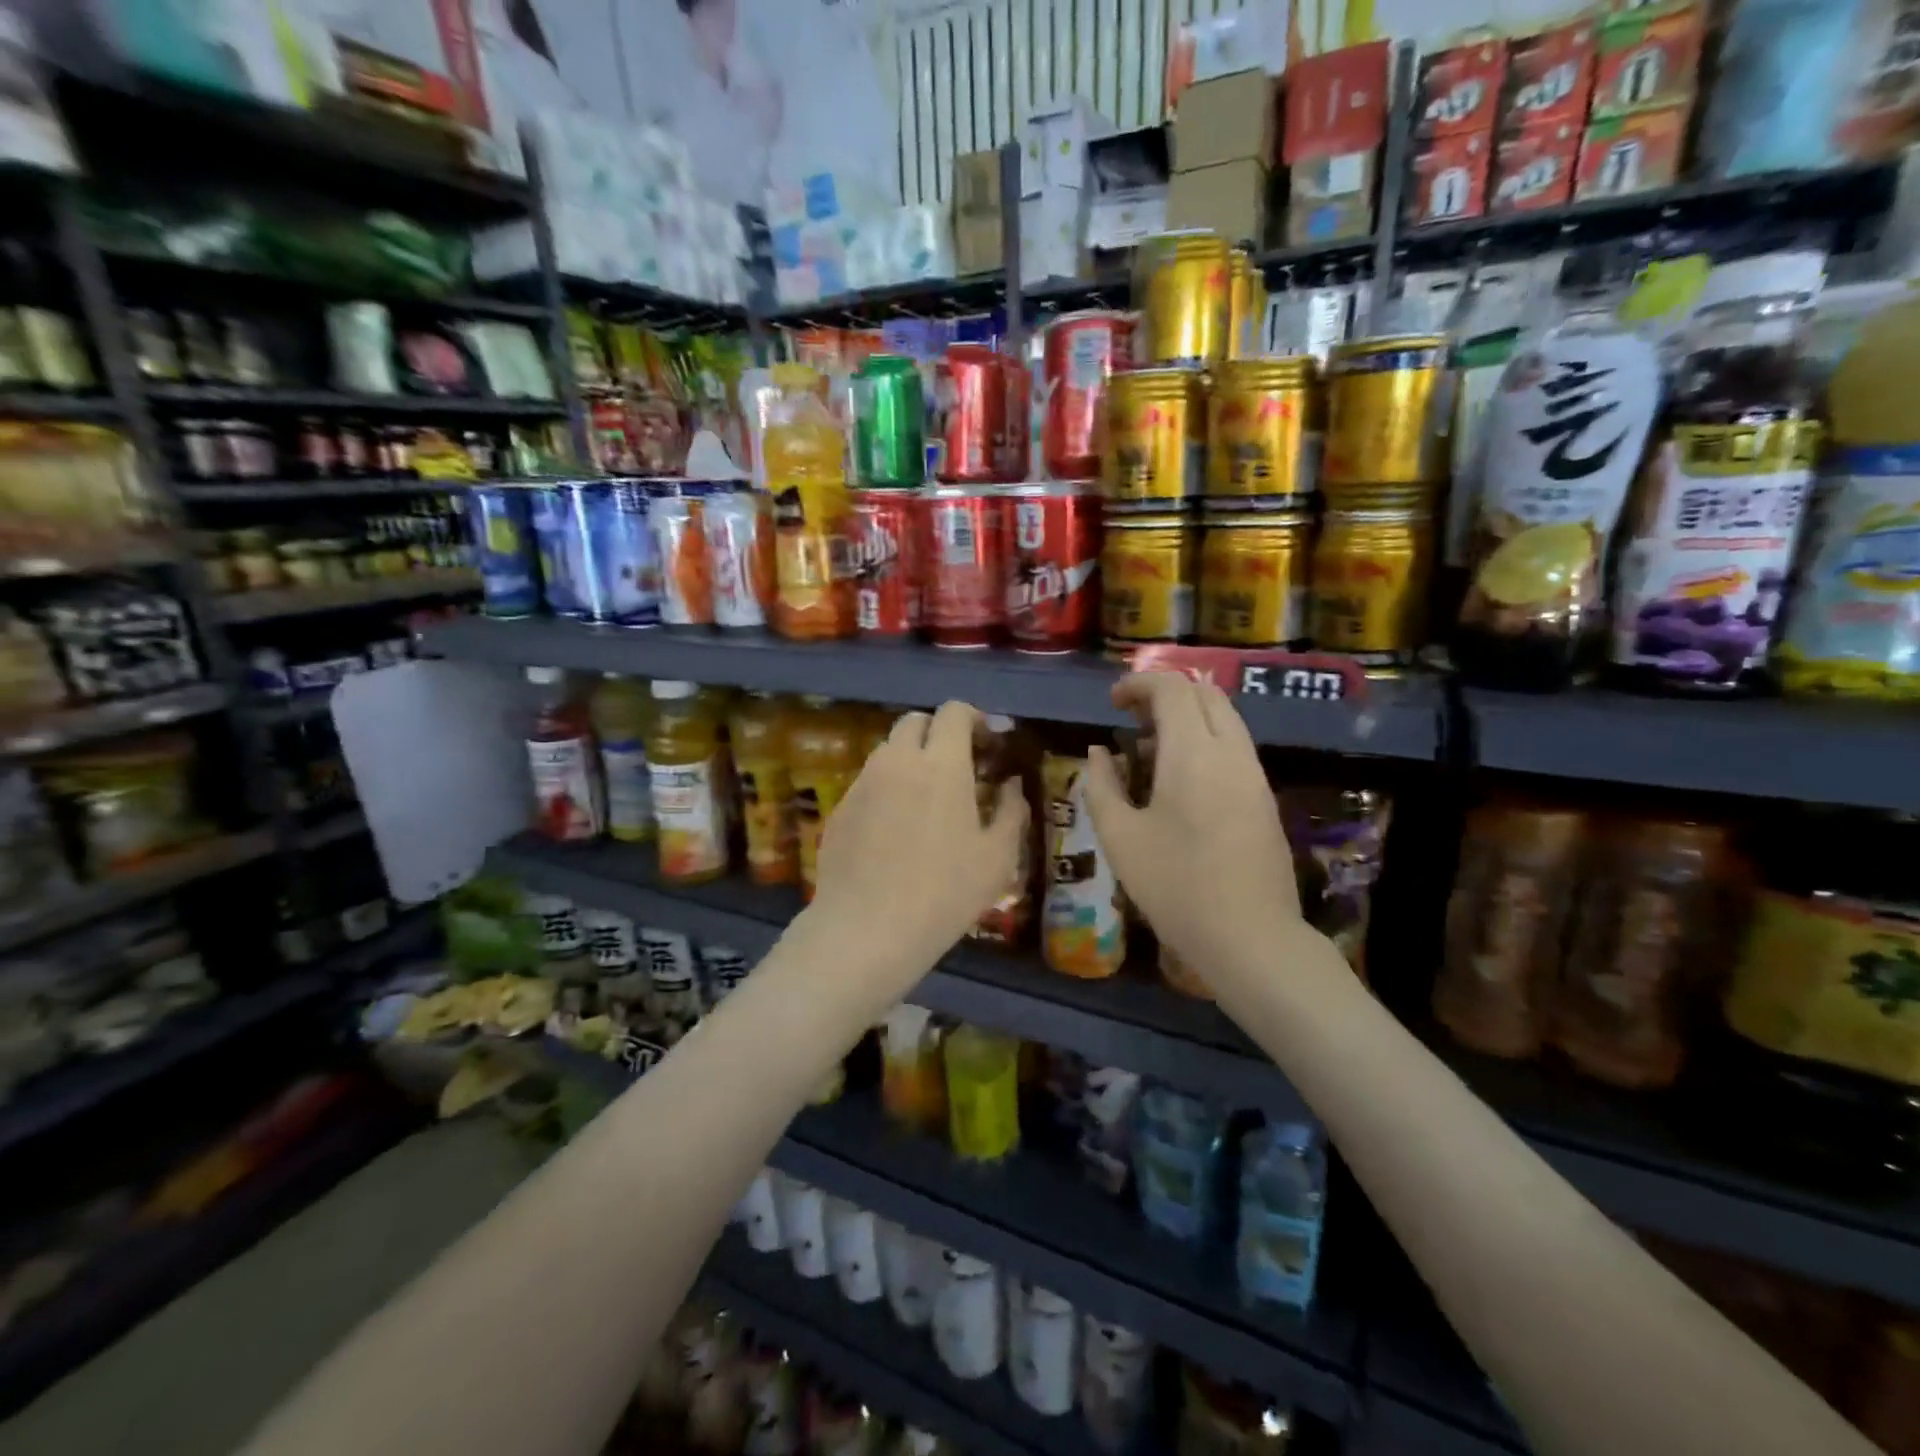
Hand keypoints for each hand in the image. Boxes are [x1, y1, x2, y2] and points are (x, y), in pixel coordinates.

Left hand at [806, 700, 1026, 994]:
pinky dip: (887, 789)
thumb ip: (1010, 811)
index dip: (974, 718)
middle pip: (915, 722)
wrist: (866, 930)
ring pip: (888, 751)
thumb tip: (1011, 785)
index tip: (987, 743)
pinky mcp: (840, 809)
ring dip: (911, 759)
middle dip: (938, 733)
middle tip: (957, 766)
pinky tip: (895, 830)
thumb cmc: (944, 893)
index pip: (953, 712)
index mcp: (941, 764)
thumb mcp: (997, 858)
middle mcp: (897, 761)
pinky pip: (868, 783)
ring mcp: (863, 783)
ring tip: (926, 799)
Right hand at [1081, 673, 1302, 985]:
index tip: (1112, 702)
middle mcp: (1231, 752)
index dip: (1138, 684)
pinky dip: (1205, 740)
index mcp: (1193, 753)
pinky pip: (1235, 746)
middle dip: (1165, 694)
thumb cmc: (1175, 887)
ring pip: (1225, 718)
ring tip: (1150, 749)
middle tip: (1131, 719)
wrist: (1251, 938)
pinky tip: (1180, 779)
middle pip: (1204, 694)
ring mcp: (1254, 774)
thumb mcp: (1120, 837)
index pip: (1171, 689)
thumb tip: (1097, 752)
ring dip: (1187, 717)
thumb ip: (1101, 786)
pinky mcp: (1264, 798)